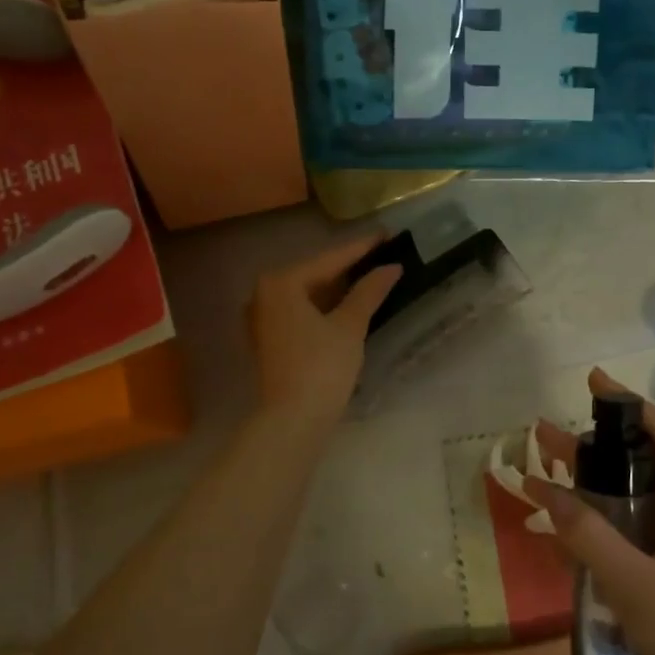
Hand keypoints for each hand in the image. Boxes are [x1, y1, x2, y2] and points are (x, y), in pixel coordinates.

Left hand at [249, 235, 401, 432]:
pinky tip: (348, 304)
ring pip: (308, 294)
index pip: (329, 259)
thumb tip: (391, 268)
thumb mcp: (349, 326)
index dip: (361, 248)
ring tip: (371, 276)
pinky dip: (324, 306)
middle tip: (382, 254)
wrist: (292, 420)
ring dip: (338, 288)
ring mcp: (262, 318)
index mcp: (281, 283)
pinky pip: (300, 311)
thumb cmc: (321, 367)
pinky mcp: (269, 339)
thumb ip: (369, 292)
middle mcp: (264, 294)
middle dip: (349, 267)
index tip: (387, 234)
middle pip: (315, 274)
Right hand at [543, 369, 654, 654]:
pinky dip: (606, 519)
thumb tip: (542, 489)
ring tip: (551, 474)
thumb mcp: (633, 581)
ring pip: (637, 497)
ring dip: (596, 483)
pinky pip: (637, 530)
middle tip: (546, 436)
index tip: (591, 382)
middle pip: (642, 462)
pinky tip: (575, 530)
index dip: (627, 403)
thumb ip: (587, 534)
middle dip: (595, 445)